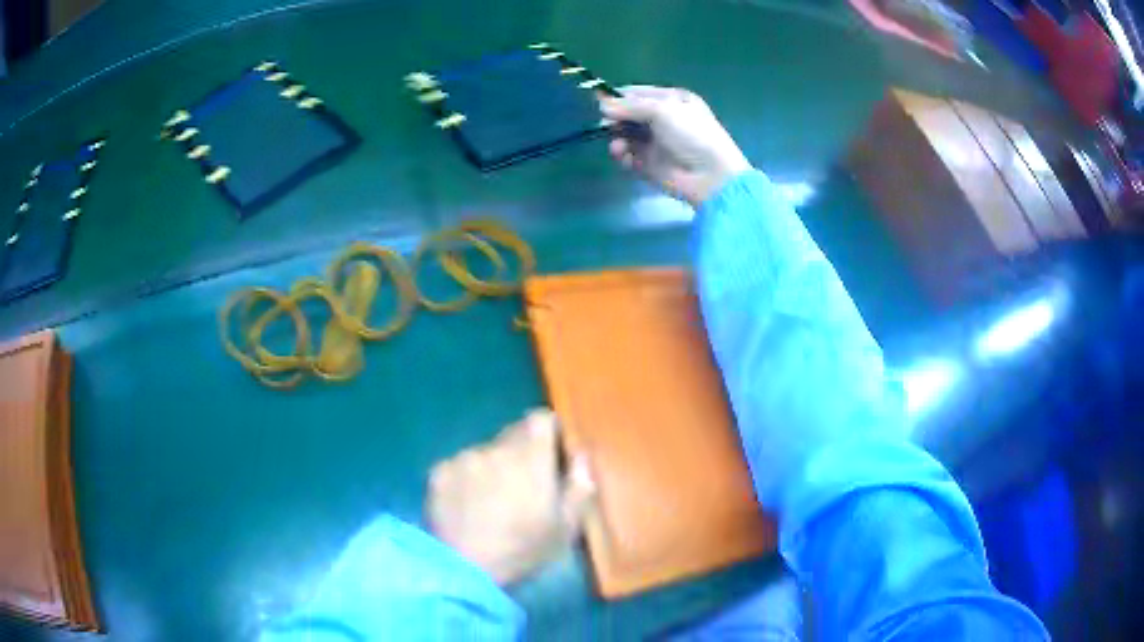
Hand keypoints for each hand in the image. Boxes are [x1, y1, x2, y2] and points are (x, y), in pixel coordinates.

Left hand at [426, 409, 595, 584]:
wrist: (465, 569)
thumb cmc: (523, 550)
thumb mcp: (566, 527)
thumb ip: (579, 486)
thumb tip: (581, 457)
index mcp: (530, 455)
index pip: (541, 419)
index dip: (548, 432)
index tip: (552, 454)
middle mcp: (495, 447)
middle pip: (512, 435)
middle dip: (520, 453)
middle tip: (522, 487)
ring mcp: (462, 458)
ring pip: (484, 453)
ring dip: (491, 468)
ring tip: (489, 502)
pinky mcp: (437, 472)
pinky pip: (457, 467)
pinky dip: (464, 480)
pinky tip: (464, 508)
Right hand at [601, 86, 750, 207]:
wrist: (711, 175)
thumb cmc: (692, 134)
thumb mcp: (662, 110)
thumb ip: (630, 106)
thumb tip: (602, 104)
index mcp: (671, 100)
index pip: (637, 94)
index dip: (618, 97)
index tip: (599, 101)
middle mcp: (662, 119)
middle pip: (628, 114)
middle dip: (615, 118)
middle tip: (607, 123)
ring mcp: (655, 143)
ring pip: (625, 135)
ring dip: (617, 137)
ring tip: (619, 145)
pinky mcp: (649, 165)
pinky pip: (627, 156)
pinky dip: (621, 155)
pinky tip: (622, 155)